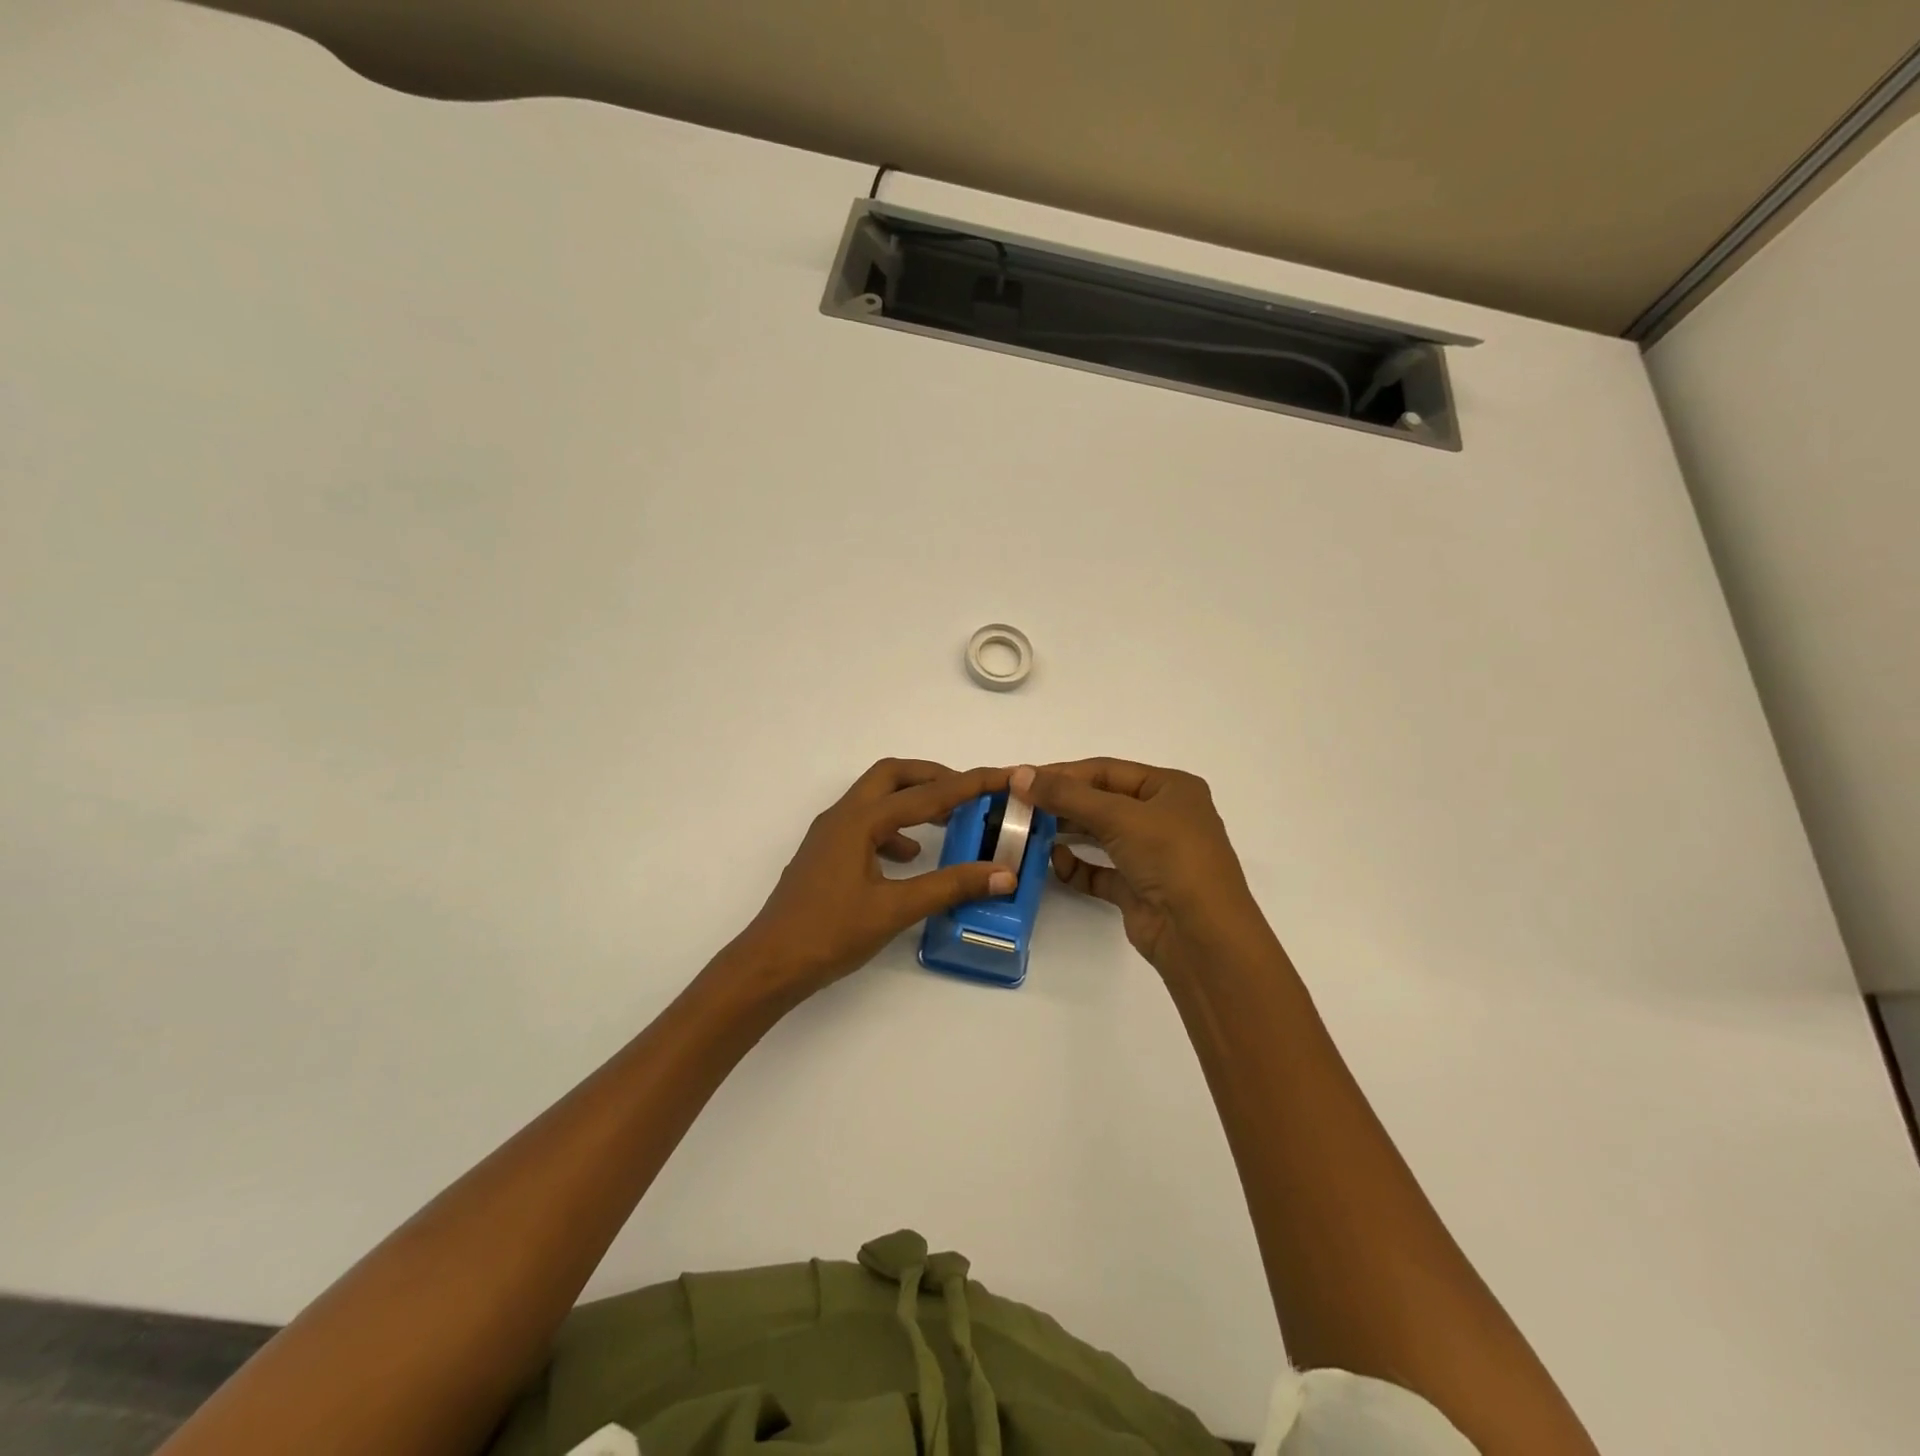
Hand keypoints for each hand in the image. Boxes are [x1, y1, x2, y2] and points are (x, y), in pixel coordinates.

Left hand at [726, 759, 1016, 1003]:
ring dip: (913, 801)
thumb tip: (1002, 873)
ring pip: (877, 799)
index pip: (926, 794)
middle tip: (970, 791)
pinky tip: (910, 857)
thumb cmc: (829, 933)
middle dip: (934, 777)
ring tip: (949, 822)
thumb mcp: (895, 909)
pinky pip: (867, 825)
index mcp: (859, 821)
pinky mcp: (827, 854)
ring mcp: (830, 835)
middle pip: (893, 776)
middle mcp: (843, 816)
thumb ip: (949, 887)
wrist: (770, 964)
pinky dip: (896, 830)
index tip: (1004, 775)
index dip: (969, 784)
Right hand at [1012, 758, 1271, 972]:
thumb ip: (1066, 795)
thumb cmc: (1170, 857)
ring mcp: (1152, 855)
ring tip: (1028, 831)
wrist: (1201, 935)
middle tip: (1019, 806)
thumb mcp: (1119, 816)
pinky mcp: (1139, 889)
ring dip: (1066, 833)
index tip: (1022, 778)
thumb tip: (1019, 774)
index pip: (1107, 771)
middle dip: (1062, 803)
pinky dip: (1077, 866)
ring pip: (1100, 835)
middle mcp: (1164, 817)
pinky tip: (1055, 863)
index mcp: (1171, 788)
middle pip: (1102, 801)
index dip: (1063, 772)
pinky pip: (1100, 871)